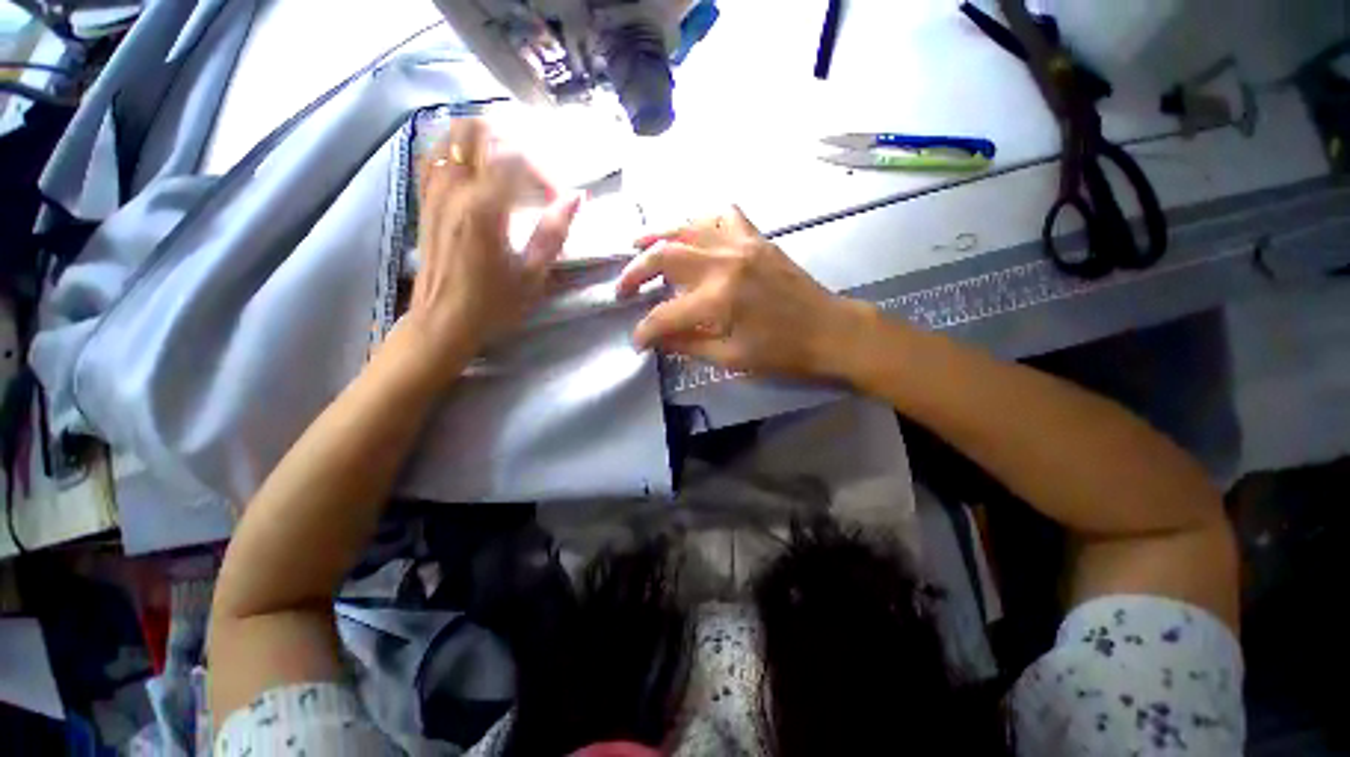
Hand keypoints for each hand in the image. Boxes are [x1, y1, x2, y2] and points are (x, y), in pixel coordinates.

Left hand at [406, 119, 580, 363]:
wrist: (443, 320)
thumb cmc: (494, 303)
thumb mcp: (533, 274)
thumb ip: (554, 231)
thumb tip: (577, 197)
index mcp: (484, 209)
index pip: (513, 156)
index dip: (542, 170)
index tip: (555, 198)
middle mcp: (454, 189)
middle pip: (477, 129)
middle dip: (512, 142)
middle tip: (532, 173)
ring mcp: (434, 190)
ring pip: (453, 135)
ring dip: (485, 142)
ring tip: (508, 168)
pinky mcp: (424, 199)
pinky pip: (437, 154)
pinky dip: (460, 150)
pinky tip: (478, 172)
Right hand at [616, 207, 872, 379]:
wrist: (831, 331)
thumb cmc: (784, 352)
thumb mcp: (732, 359)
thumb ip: (689, 346)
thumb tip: (659, 340)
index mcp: (718, 300)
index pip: (665, 315)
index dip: (645, 331)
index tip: (637, 342)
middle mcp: (724, 263)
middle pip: (665, 256)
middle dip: (635, 273)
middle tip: (623, 289)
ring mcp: (742, 244)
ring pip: (687, 227)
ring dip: (657, 236)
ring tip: (637, 246)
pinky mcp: (757, 239)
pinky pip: (722, 215)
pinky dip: (700, 220)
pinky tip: (691, 233)